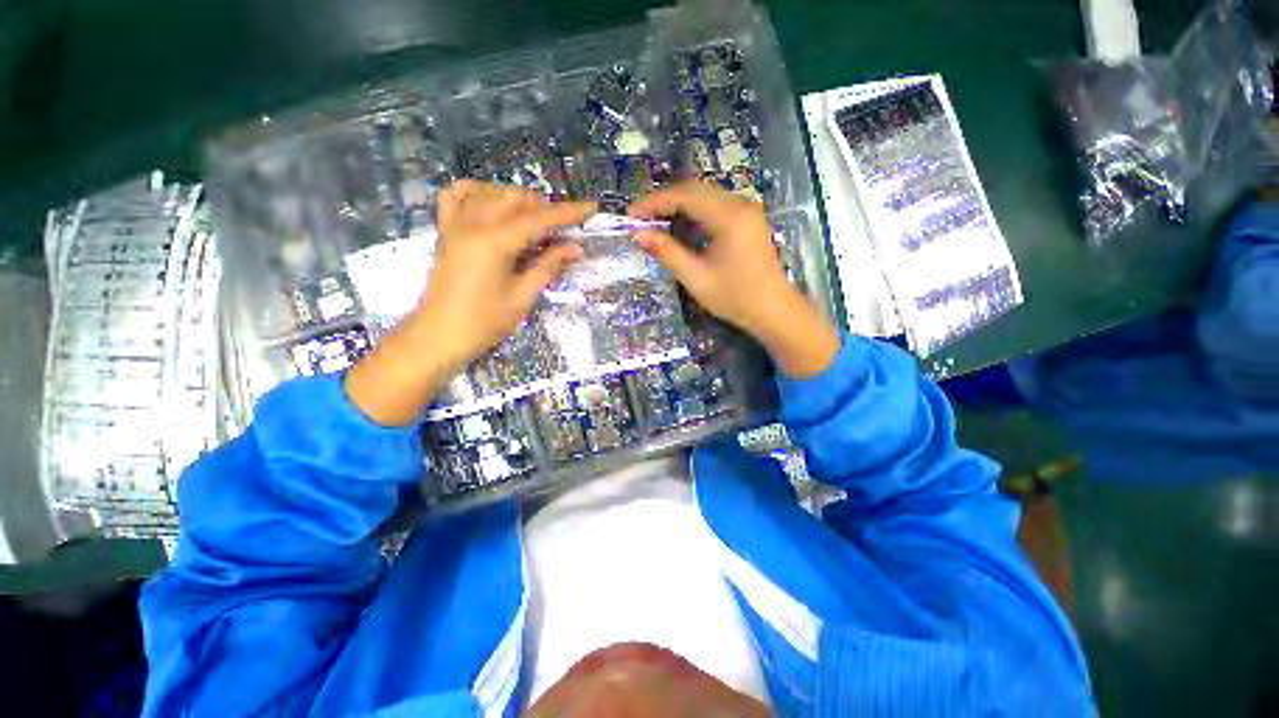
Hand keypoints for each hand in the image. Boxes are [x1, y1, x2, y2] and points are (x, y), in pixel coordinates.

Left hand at [346, 182, 594, 425]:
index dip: (568, 212)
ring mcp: (455, 224)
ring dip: (518, 201)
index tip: (592, 207)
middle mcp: (473, 224)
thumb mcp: (523, 296)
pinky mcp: (445, 230)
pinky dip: (478, 192)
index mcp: (495, 242)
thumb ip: (548, 266)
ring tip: (534, 221)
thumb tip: (575, 247)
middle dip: (544, 208)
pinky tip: (492, 203)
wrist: (439, 335)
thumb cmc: (485, 322)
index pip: (539, 219)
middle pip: (516, 198)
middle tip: (562, 230)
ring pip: (491, 193)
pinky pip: (458, 196)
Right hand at [628, 181, 839, 378]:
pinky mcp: (748, 219)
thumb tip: (639, 234)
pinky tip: (680, 226)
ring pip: (705, 195)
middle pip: (695, 189)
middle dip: (664, 201)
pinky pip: (715, 205)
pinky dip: (693, 212)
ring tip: (655, 222)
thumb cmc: (735, 298)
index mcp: (729, 217)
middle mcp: (740, 204)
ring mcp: (747, 210)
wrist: (774, 311)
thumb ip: (667, 253)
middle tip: (640, 219)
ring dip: (678, 205)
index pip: (685, 195)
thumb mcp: (696, 278)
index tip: (631, 215)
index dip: (654, 202)